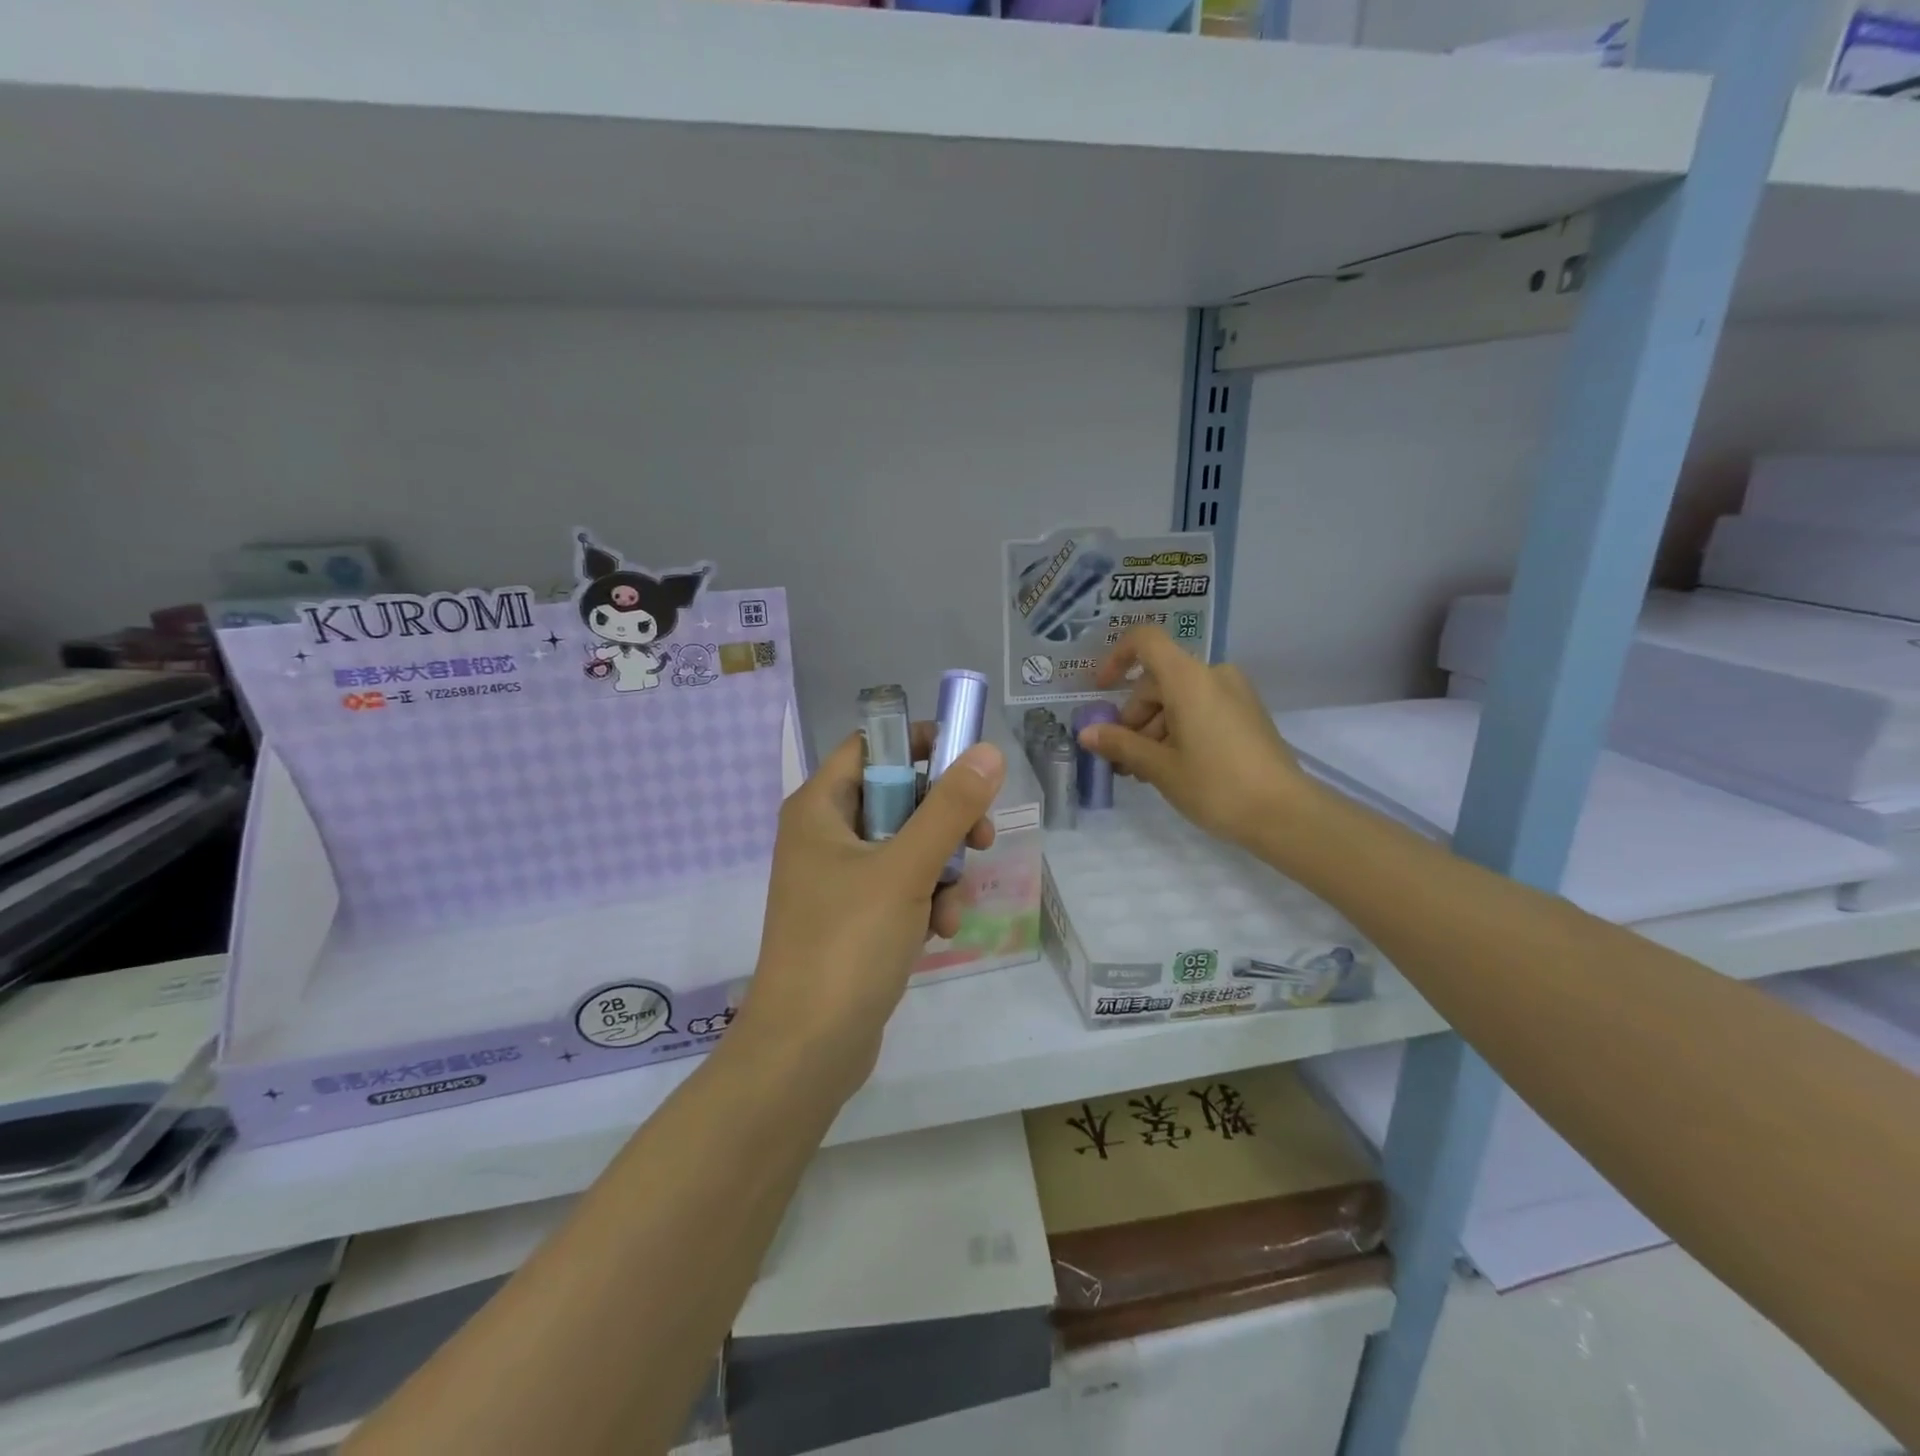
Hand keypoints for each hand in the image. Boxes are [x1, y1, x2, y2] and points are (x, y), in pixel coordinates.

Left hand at [737, 723, 1003, 1094]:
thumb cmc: (848, 944)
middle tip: (980, 839)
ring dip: (941, 870)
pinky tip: (939, 932)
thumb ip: (950, 808)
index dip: (920, 745)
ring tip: (950, 908)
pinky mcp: (854, 917)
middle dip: (944, 821)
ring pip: (907, 847)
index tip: (968, 764)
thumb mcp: (906, 869)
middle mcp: (824, 834)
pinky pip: (901, 888)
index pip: (872, 745)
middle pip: (898, 797)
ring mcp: (838, 879)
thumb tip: (987, 751)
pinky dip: (926, 901)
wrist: (808, 1050)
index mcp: (820, 807)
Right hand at [1078, 625, 1308, 848]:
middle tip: (1122, 760)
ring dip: (1154, 729)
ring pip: (1178, 698)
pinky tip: (1172, 767)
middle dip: (1134, 717)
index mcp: (1189, 678)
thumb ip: (1120, 745)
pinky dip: (1179, 730)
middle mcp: (1213, 675)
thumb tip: (1087, 733)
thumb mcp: (1160, 767)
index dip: (1116, 659)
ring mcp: (1234, 694)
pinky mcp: (1247, 714)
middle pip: (1158, 680)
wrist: (1286, 814)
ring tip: (1145, 772)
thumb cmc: (1216, 785)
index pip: (1145, 641)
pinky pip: (1201, 709)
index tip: (1101, 692)